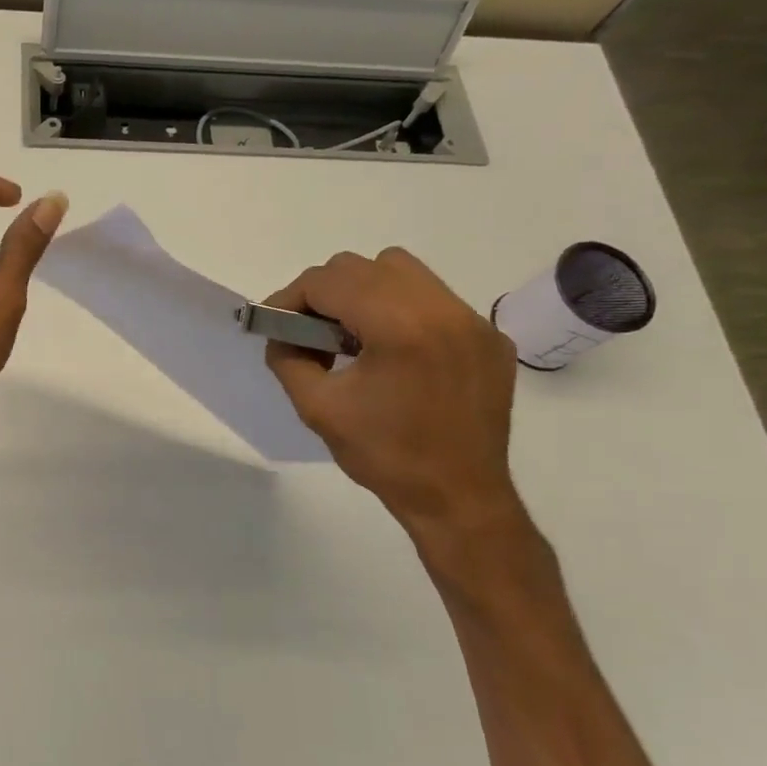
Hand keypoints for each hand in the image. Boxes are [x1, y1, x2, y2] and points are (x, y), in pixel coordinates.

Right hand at [265, 249, 521, 540]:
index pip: (328, 281)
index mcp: (399, 327)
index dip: (291, 297)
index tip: (277, 323)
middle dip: (326, 293)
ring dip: (365, 292)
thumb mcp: (317, 408)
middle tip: (312, 332)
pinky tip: (395, 352)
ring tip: (354, 336)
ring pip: (401, 271)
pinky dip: (402, 310)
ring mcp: (472, 320)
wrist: (459, 499)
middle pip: (363, 267)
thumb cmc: (385, 456)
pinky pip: (434, 298)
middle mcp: (441, 309)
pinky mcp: (489, 336)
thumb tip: (281, 332)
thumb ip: (288, 358)